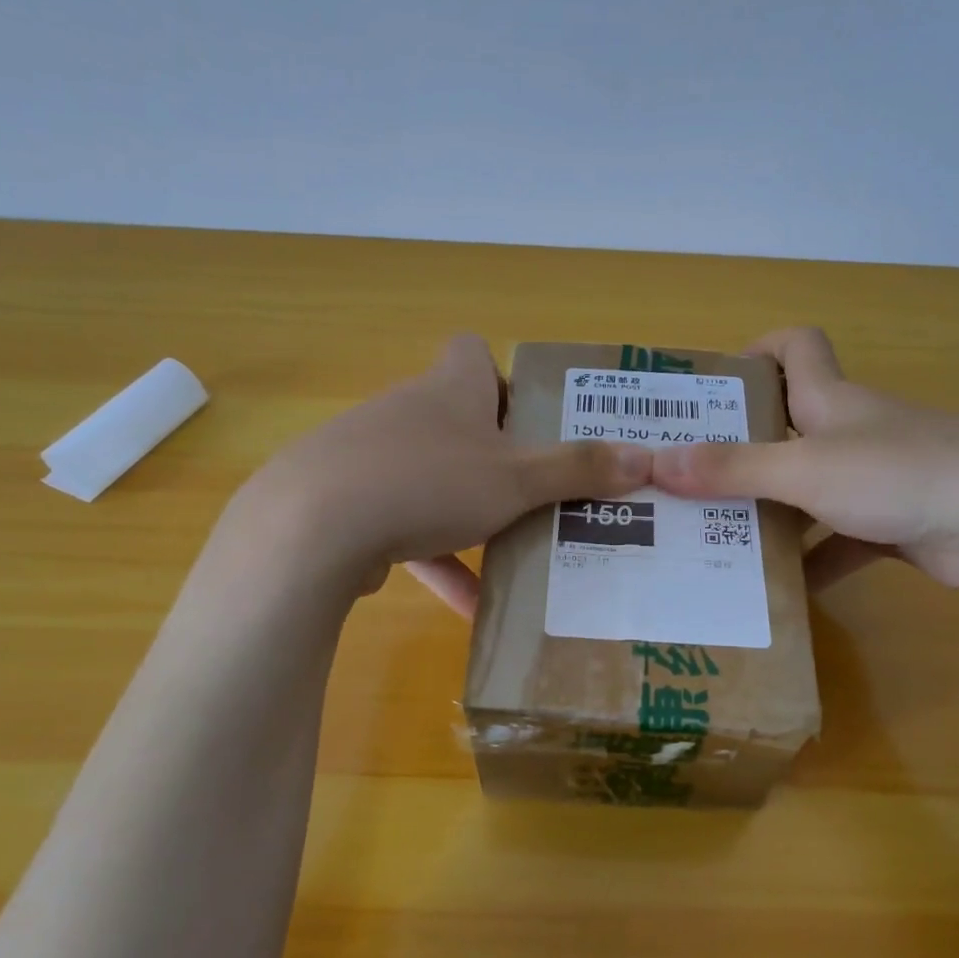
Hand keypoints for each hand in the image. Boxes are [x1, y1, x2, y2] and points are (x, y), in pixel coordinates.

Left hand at [225, 334, 651, 611]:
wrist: (312, 528)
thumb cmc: (429, 482)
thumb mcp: (516, 479)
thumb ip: (578, 469)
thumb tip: (646, 457)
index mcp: (450, 388)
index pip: (472, 352)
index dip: (504, 377)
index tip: (532, 419)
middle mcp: (408, 411)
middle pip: (458, 421)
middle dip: (498, 457)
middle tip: (538, 493)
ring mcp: (371, 457)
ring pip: (432, 478)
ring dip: (469, 513)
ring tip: (513, 552)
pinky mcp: (348, 504)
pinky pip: (404, 525)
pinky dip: (436, 558)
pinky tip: (466, 604)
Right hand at [651, 327, 958, 596]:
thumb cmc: (901, 475)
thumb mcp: (806, 471)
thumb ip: (733, 469)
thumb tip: (656, 462)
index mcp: (835, 400)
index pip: (798, 347)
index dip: (757, 352)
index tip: (714, 387)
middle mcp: (856, 430)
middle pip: (792, 426)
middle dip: (743, 449)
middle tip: (691, 479)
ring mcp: (881, 478)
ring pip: (812, 490)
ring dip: (773, 513)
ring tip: (720, 541)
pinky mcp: (899, 522)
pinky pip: (841, 538)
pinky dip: (815, 560)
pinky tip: (783, 593)